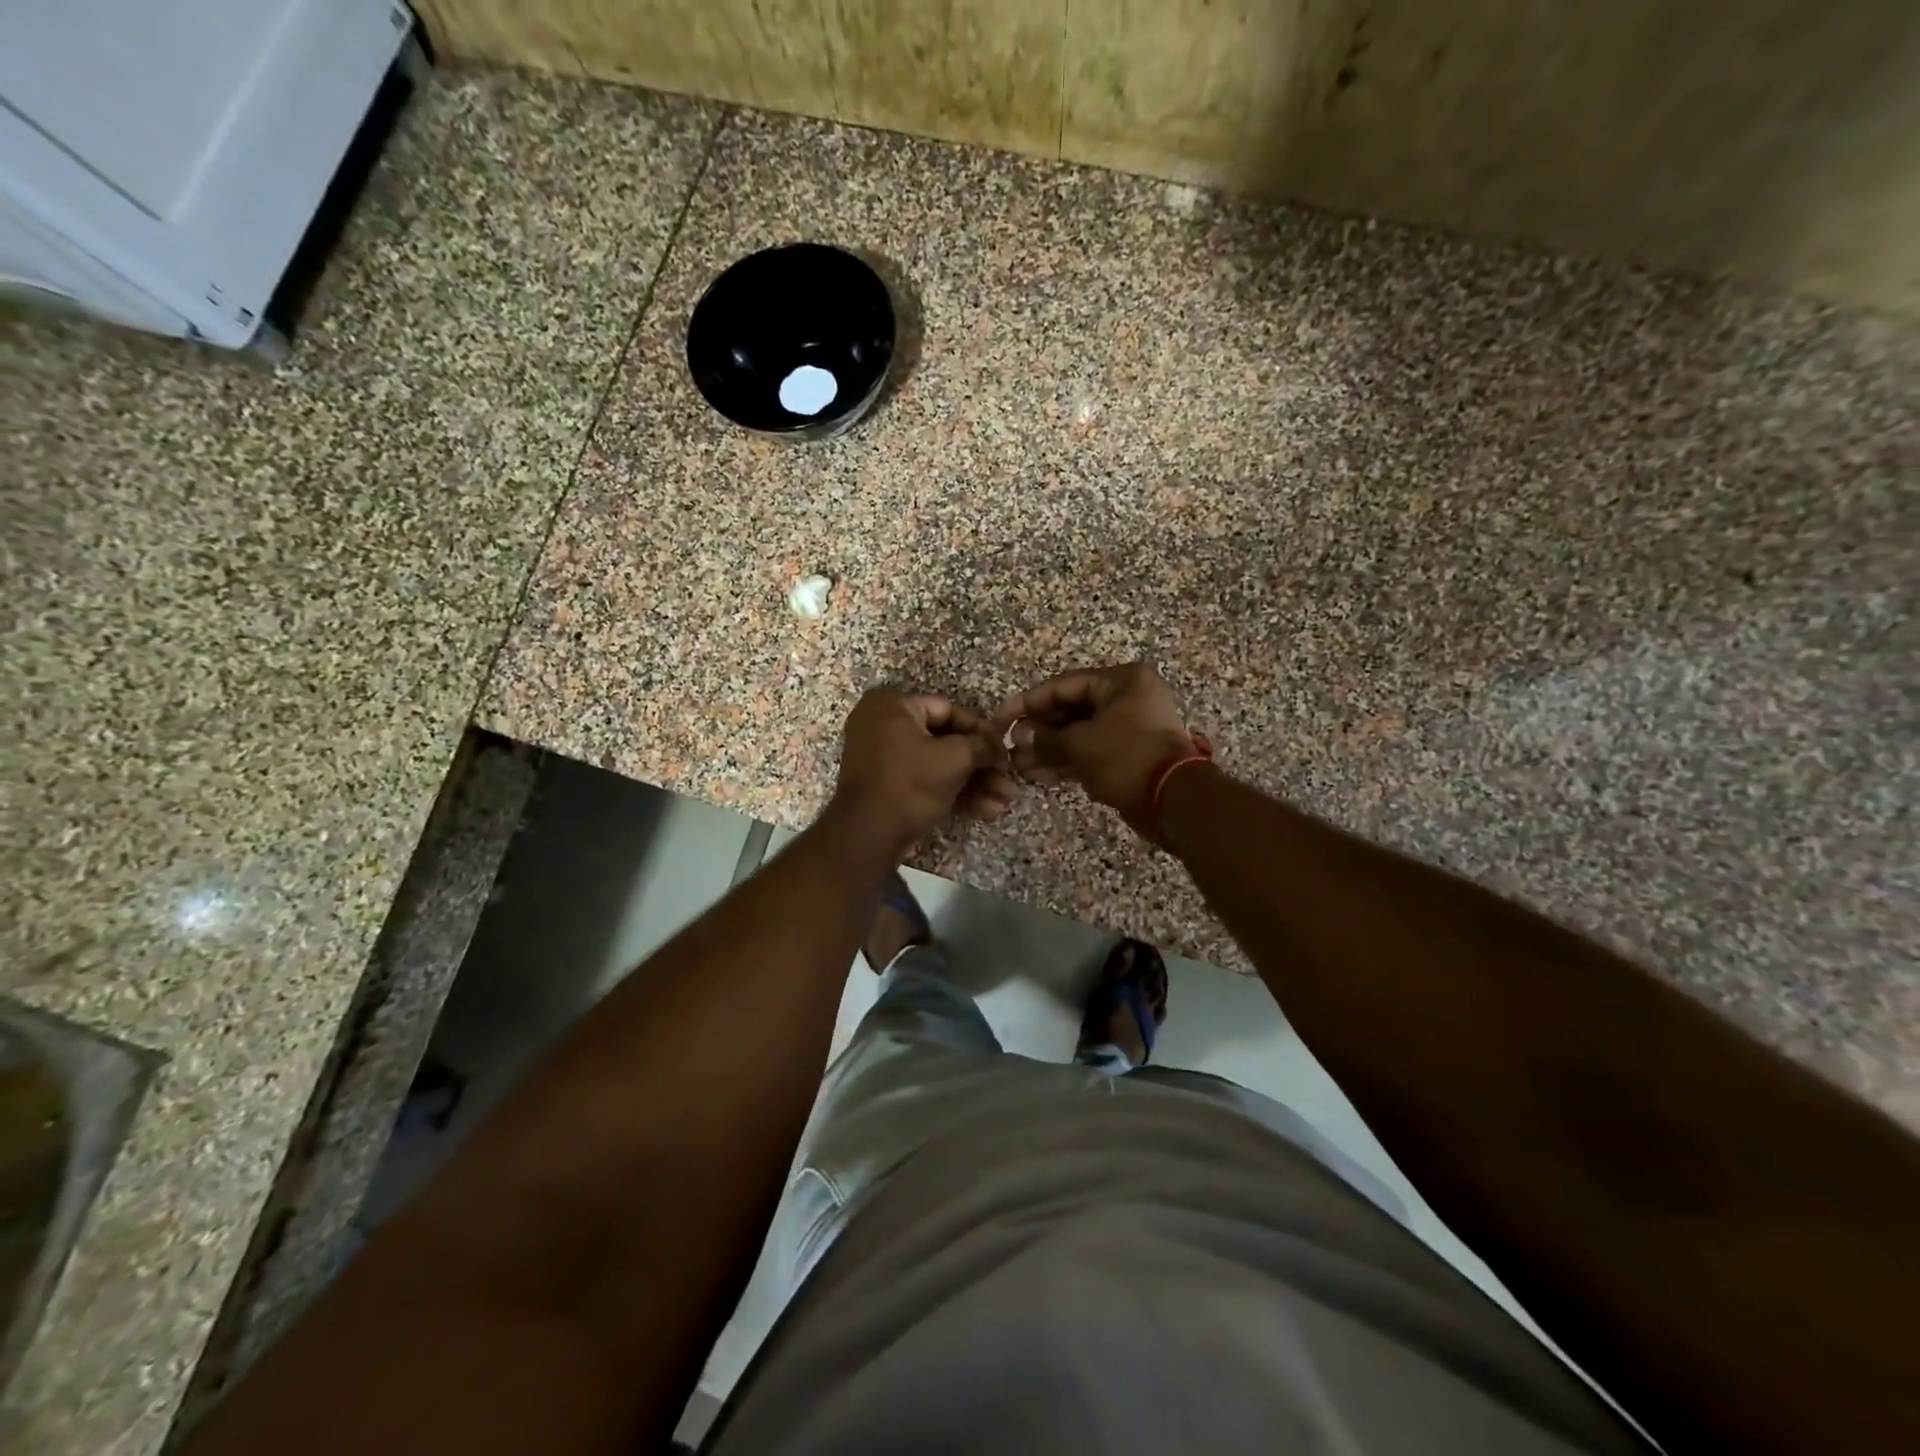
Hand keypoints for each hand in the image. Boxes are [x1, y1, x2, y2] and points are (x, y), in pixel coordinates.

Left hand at [828, 689, 1014, 857]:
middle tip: (1007, 782)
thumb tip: (998, 745)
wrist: (867, 838)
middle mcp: (883, 725)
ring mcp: (884, 758)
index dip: (981, 732)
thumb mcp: (954, 758)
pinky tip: (985, 811)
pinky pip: (926, 780)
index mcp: (892, 705)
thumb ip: (982, 745)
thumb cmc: (909, 785)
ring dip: (974, 784)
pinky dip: (954, 793)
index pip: (948, 710)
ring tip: (1003, 803)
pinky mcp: (888, 786)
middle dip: (981, 766)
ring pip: (939, 765)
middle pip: (946, 741)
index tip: (1004, 751)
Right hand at [992, 662, 1197, 836]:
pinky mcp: (1129, 754)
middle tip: (1011, 749)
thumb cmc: (1127, 758)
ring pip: (1080, 733)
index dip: (1029, 702)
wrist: (1174, 801)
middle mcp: (1127, 698)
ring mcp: (1130, 727)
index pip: (1064, 685)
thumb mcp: (1080, 744)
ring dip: (1049, 750)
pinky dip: (1067, 762)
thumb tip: (1020, 735)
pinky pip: (1091, 751)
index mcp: (1121, 681)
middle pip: (1071, 709)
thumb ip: (1045, 738)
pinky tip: (1041, 776)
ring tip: (1021, 768)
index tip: (1002, 718)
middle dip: (1039, 731)